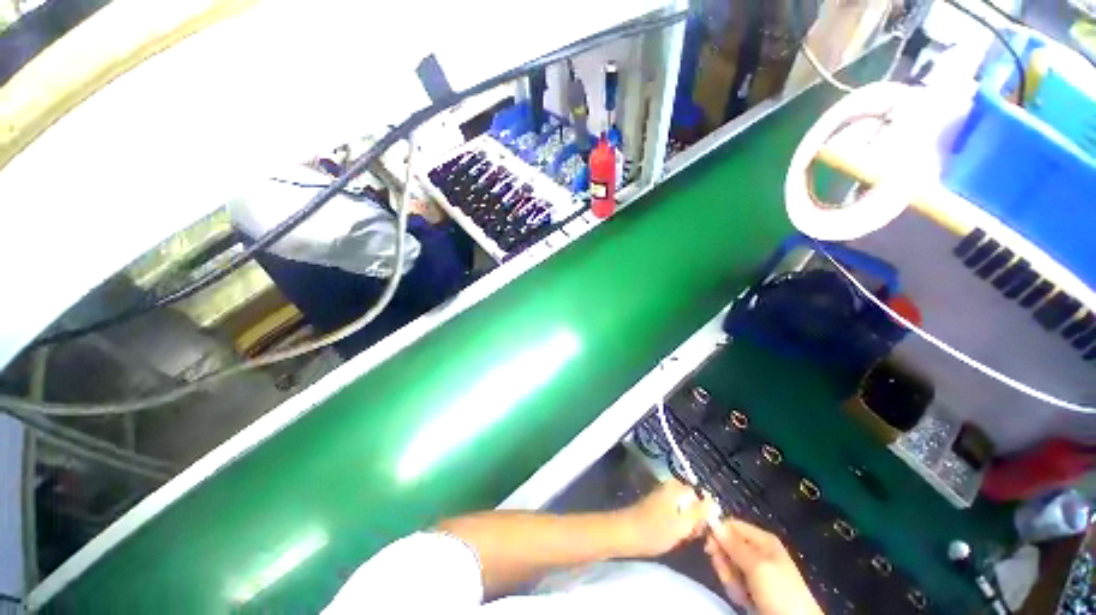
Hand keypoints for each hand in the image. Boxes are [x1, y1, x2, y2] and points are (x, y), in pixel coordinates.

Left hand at [615, 480, 717, 557]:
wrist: (625, 535)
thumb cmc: (655, 530)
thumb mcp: (683, 524)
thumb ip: (700, 512)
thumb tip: (715, 501)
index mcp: (675, 487)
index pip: (700, 496)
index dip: (703, 514)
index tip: (700, 530)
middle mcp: (668, 487)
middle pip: (691, 504)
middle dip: (693, 520)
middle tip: (688, 536)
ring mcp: (660, 497)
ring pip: (682, 511)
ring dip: (684, 526)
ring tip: (679, 539)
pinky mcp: (654, 507)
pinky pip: (672, 515)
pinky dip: (674, 526)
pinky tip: (670, 538)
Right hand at [704, 519, 822, 614]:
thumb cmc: (780, 592)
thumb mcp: (757, 566)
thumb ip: (734, 544)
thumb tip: (712, 522)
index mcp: (762, 539)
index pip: (731, 525)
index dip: (717, 534)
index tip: (710, 549)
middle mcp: (758, 551)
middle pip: (727, 545)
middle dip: (725, 562)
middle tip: (730, 576)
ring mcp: (756, 571)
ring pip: (729, 565)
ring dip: (730, 578)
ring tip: (741, 592)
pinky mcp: (753, 587)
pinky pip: (734, 581)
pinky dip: (736, 590)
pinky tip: (744, 600)